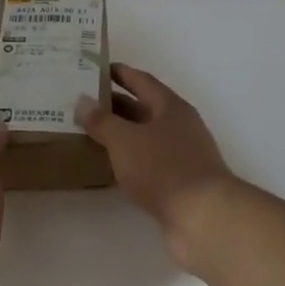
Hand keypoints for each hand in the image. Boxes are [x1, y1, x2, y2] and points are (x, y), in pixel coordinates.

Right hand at [77, 64, 236, 267]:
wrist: (202, 217)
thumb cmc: (164, 169)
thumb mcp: (125, 140)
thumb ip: (102, 120)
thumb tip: (83, 101)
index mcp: (171, 108)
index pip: (142, 81)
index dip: (120, 73)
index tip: (96, 68)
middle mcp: (178, 127)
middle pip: (143, 109)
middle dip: (114, 104)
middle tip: (82, 102)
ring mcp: (180, 155)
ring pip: (143, 137)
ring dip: (119, 134)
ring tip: (87, 131)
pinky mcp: (177, 182)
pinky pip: (146, 162)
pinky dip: (127, 159)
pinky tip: (107, 164)